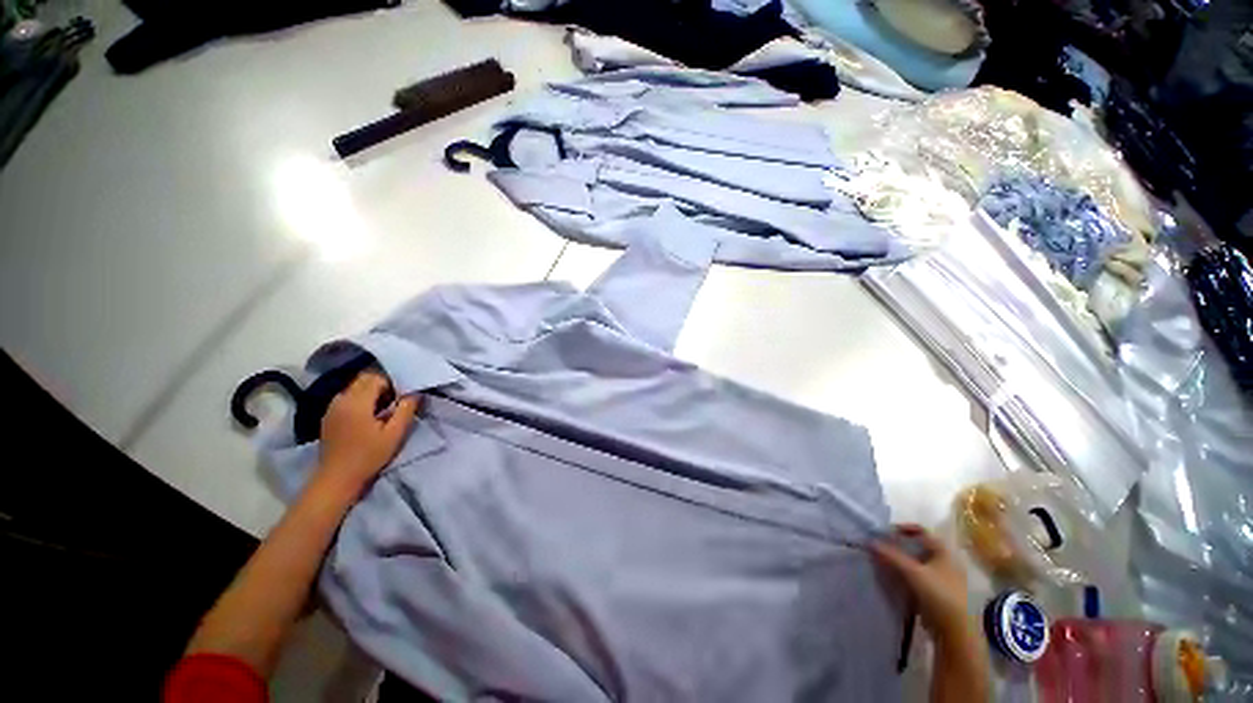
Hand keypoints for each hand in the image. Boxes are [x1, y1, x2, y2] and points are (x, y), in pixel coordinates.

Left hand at [316, 371, 419, 495]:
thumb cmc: (369, 456)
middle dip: (382, 385)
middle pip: (364, 379)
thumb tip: (415, 392)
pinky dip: (361, 399)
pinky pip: (348, 396)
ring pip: (355, 387)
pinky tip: (369, 415)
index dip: (393, 383)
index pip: (377, 377)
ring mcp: (332, 407)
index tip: (403, 397)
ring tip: (384, 408)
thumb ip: (406, 409)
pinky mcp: (329, 415)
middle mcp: (341, 399)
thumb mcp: (395, 433)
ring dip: (371, 391)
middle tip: (396, 401)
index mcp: (356, 402)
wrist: (337, 478)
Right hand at [872, 523, 972, 643]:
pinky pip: (917, 578)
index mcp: (944, 552)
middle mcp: (944, 562)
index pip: (921, 531)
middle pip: (918, 548)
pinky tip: (893, 580)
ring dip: (900, 562)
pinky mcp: (937, 594)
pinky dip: (905, 576)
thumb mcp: (913, 572)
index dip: (903, 529)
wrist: (956, 631)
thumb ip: (891, 556)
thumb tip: (870, 541)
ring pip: (917, 564)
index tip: (885, 533)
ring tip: (883, 563)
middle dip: (898, 547)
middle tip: (881, 548)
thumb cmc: (939, 595)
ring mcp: (942, 579)